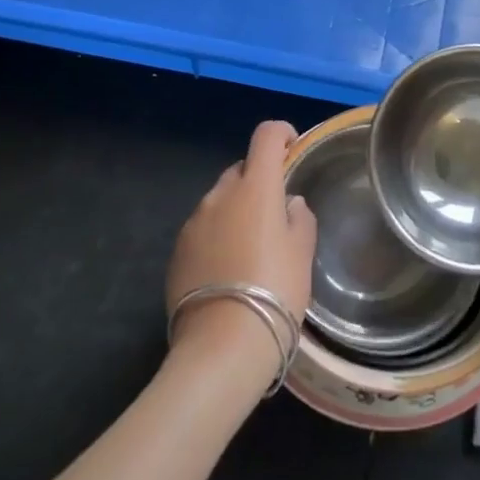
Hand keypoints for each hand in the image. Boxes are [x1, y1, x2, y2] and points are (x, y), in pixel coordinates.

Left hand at [166, 121, 316, 380]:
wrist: (223, 345)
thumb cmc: (276, 290)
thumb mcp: (302, 253)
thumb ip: (299, 218)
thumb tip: (289, 205)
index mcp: (255, 187)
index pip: (266, 136)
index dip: (282, 134)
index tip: (293, 149)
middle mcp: (220, 195)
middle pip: (241, 170)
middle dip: (259, 181)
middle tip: (276, 213)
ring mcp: (193, 223)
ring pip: (220, 202)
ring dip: (236, 211)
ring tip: (251, 248)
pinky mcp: (177, 251)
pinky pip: (202, 230)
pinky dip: (217, 237)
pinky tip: (228, 270)